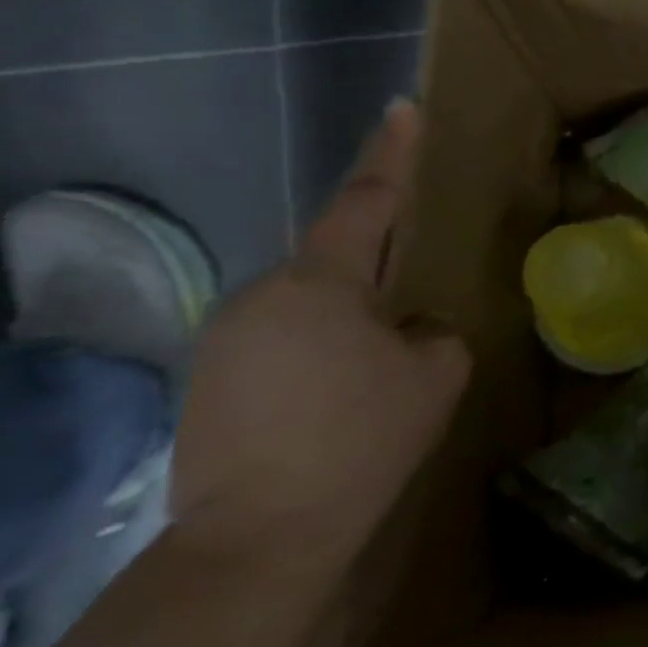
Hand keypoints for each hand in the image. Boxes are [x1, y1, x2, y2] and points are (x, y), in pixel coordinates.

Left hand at [171, 101, 470, 584]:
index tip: (404, 109)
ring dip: (351, 311)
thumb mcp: (437, 371)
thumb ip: (434, 329)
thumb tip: (413, 326)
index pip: (366, 201)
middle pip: (334, 256)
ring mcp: (226, 338)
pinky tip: (345, 386)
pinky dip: (321, 344)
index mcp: (321, 282)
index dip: (392, 153)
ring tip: (384, 352)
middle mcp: (262, 296)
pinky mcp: (210, 378)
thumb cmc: (363, 437)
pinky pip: (283, 336)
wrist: (261, 537)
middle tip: (419, 285)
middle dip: (378, 261)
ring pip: (309, 301)